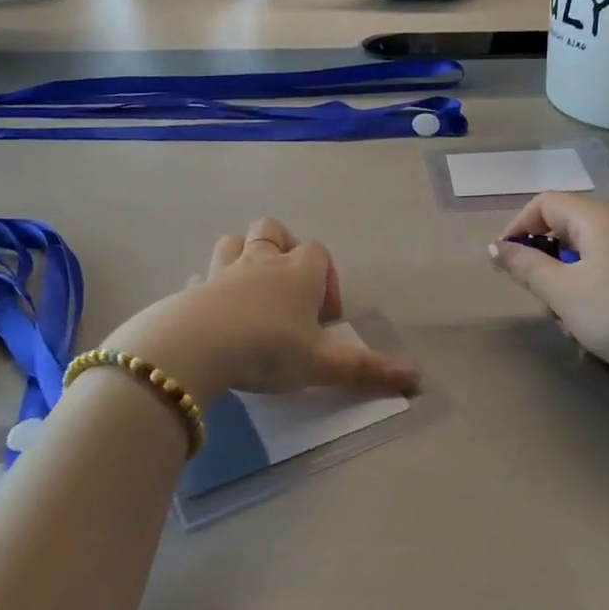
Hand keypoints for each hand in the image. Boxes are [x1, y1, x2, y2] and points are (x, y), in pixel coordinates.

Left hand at [102, 216, 420, 404]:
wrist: (195, 348)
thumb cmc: (268, 349)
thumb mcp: (322, 365)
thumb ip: (366, 370)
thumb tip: (417, 380)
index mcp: (297, 273)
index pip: (318, 253)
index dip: (327, 278)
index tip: (326, 318)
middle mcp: (260, 262)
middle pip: (272, 229)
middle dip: (283, 247)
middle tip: (289, 288)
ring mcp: (221, 273)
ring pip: (232, 243)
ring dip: (243, 257)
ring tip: (251, 292)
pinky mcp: (191, 291)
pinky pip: (201, 279)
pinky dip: (208, 289)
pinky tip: (213, 311)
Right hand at [489, 193, 608, 384]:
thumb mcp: (563, 292)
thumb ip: (526, 266)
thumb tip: (496, 246)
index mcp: (596, 217)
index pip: (544, 203)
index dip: (518, 228)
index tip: (506, 264)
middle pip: (565, 231)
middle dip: (545, 267)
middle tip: (544, 303)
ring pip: (586, 260)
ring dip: (568, 290)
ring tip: (573, 328)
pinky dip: (593, 299)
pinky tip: (598, 334)